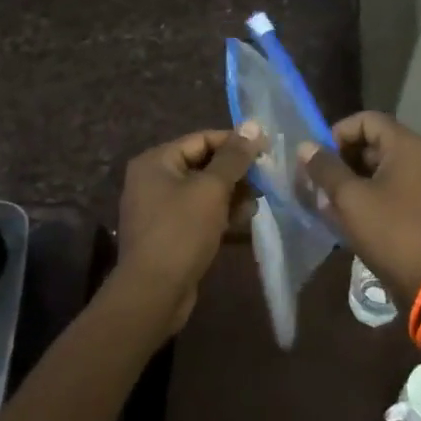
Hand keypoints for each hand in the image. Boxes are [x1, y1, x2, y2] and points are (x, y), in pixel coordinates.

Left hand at [114, 124, 263, 334]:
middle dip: (236, 173)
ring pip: (205, 191)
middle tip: (267, 180)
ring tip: (257, 204)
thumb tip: (254, 127)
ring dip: (233, 195)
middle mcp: (154, 179)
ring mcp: (160, 208)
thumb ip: (234, 157)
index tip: (267, 150)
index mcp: (157, 161)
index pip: (203, 139)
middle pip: (204, 164)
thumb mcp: (211, 189)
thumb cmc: (181, 231)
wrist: (153, 293)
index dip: (236, 143)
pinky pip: (200, 214)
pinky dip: (221, 215)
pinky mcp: (170, 233)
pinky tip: (244, 221)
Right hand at [298, 112, 420, 305]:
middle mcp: (418, 157)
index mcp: (406, 146)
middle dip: (341, 158)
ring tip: (326, 200)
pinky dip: (366, 194)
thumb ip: (325, 168)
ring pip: (377, 167)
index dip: (338, 133)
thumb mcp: (350, 198)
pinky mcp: (419, 205)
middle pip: (372, 142)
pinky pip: (387, 187)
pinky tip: (345, 216)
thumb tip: (305, 146)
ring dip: (350, 179)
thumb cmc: (389, 232)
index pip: (366, 120)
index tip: (319, 158)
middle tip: (318, 180)